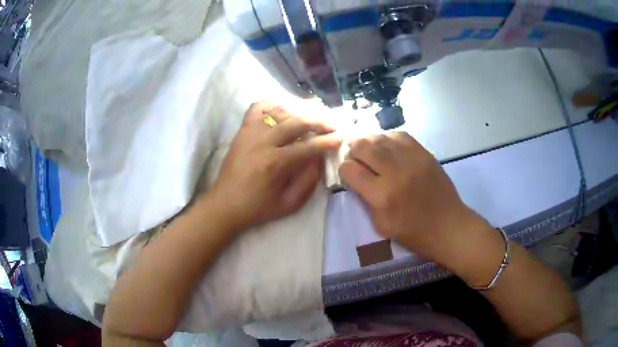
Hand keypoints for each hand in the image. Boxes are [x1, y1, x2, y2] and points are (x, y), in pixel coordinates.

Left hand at [210, 101, 341, 231]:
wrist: (225, 205)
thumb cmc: (258, 208)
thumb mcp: (289, 204)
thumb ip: (309, 180)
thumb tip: (321, 158)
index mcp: (275, 163)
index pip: (309, 146)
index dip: (328, 141)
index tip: (340, 138)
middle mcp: (263, 142)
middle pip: (297, 122)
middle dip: (319, 123)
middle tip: (332, 126)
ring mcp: (250, 132)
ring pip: (281, 112)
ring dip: (299, 115)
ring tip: (310, 122)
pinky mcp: (242, 130)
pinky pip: (258, 108)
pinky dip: (273, 106)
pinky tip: (282, 114)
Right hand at [339, 132, 488, 261]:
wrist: (448, 226)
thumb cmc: (413, 233)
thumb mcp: (381, 225)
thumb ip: (366, 200)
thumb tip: (356, 178)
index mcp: (382, 196)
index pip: (351, 170)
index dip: (344, 170)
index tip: (348, 173)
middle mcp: (396, 173)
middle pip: (364, 147)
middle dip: (353, 149)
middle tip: (354, 155)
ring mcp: (413, 160)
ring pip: (381, 137)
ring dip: (369, 141)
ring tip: (368, 148)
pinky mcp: (425, 154)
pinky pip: (401, 136)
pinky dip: (389, 138)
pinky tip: (387, 146)